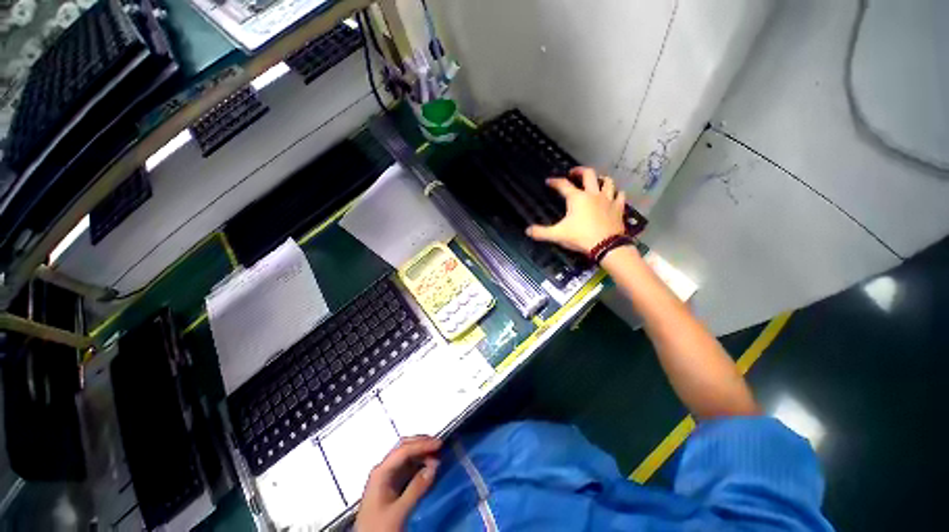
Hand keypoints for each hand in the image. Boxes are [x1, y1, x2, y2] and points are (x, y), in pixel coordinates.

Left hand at [355, 436, 441, 531]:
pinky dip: (419, 465)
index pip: (404, 450)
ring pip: (406, 457)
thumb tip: (434, 466)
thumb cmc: (379, 528)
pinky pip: (407, 469)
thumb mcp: (399, 511)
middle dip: (422, 444)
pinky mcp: (391, 488)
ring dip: (422, 454)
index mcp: (381, 472)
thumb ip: (416, 488)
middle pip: (404, 448)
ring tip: (437, 457)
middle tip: (439, 446)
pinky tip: (428, 468)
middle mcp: (383, 470)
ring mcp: (386, 479)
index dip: (422, 445)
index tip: (439, 444)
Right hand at [526, 167, 627, 253]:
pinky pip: (620, 196)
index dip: (554, 182)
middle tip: (573, 172)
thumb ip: (541, 232)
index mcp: (577, 198)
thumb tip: (527, 230)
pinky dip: (616, 193)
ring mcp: (608, 199)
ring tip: (596, 181)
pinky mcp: (618, 208)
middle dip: (580, 171)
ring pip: (607, 182)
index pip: (563, 185)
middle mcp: (593, 194)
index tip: (549, 181)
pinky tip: (614, 195)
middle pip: (589, 174)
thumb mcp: (557, 235)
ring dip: (601, 179)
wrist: (606, 246)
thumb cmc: (580, 237)